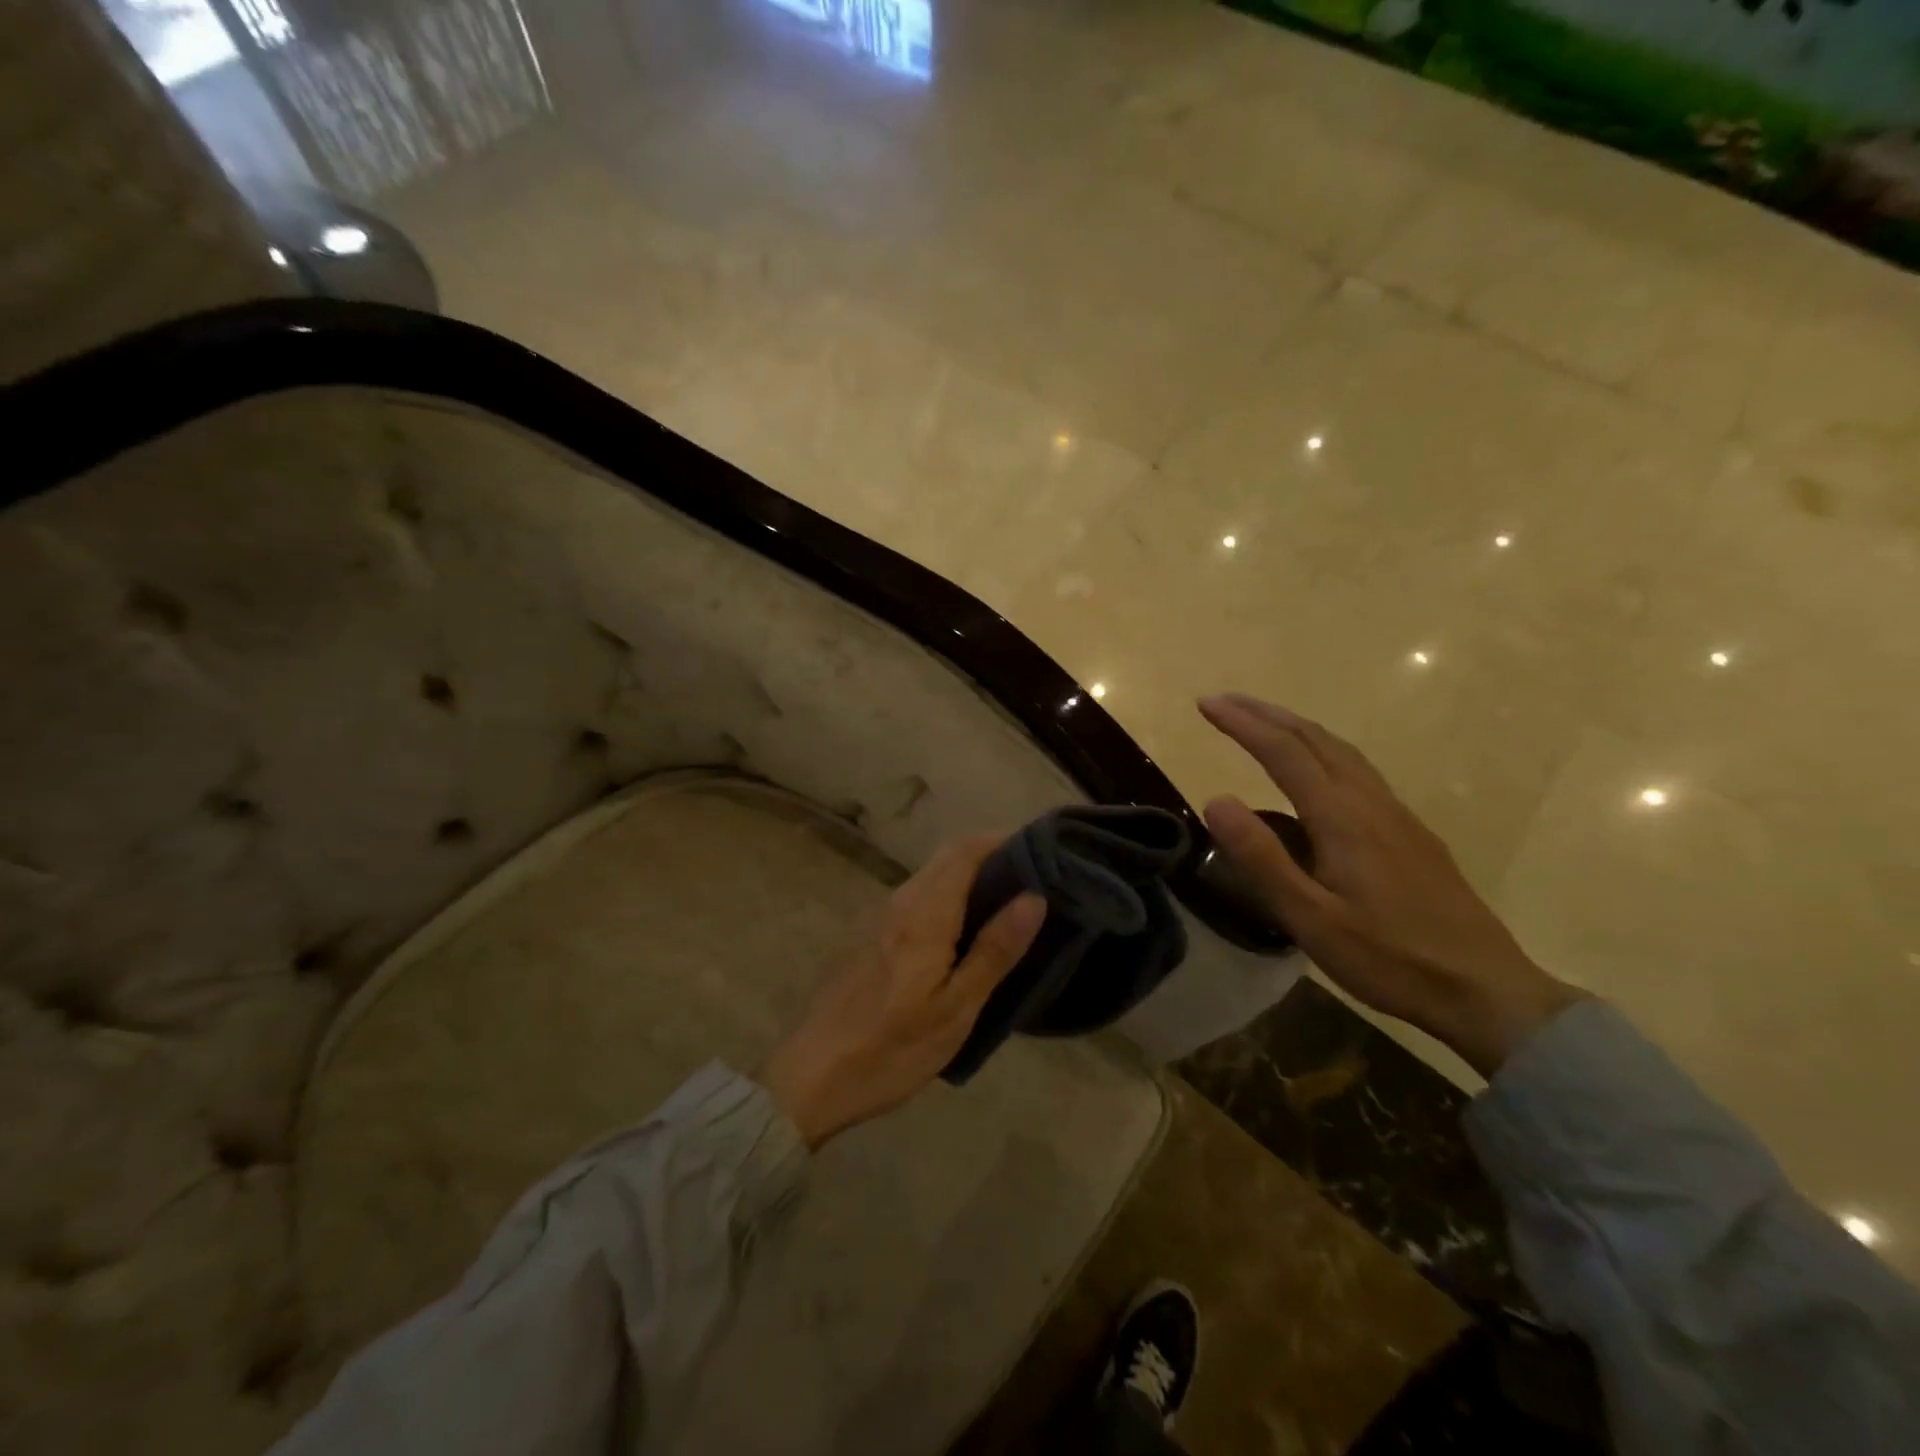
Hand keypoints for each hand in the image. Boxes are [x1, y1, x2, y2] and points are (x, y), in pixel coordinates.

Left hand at [757, 835, 1046, 1147]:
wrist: (812, 1076)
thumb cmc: (892, 1048)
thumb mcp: (955, 1009)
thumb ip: (994, 950)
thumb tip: (1033, 897)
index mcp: (924, 914)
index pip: (966, 851)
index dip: (1002, 842)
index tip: (1040, 854)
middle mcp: (900, 902)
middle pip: (948, 858)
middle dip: (990, 857)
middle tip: (1032, 882)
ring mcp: (880, 917)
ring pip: (931, 876)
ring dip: (968, 877)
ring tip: (1006, 906)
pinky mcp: (870, 936)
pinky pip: (917, 897)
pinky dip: (947, 897)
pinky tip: (963, 932)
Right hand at [1198, 694, 1585, 1076]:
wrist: (1485, 990)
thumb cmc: (1388, 959)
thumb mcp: (1310, 918)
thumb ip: (1262, 858)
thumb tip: (1216, 799)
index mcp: (1342, 818)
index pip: (1283, 752)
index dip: (1242, 723)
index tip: (1206, 704)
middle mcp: (1370, 802)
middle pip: (1315, 739)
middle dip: (1266, 713)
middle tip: (1224, 701)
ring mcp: (1396, 815)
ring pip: (1341, 750)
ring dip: (1296, 727)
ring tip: (1263, 721)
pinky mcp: (1411, 832)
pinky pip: (1358, 770)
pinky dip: (1323, 749)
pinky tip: (1317, 770)